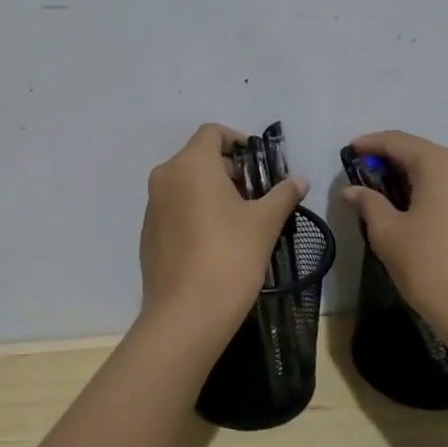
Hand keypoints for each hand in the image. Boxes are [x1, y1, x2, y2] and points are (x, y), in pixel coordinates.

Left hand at [138, 124, 309, 345]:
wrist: (186, 314)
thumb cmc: (230, 256)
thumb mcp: (265, 222)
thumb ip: (282, 194)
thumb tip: (299, 180)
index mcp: (191, 164)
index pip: (212, 132)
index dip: (237, 140)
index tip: (259, 163)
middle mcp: (165, 177)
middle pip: (198, 157)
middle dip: (229, 169)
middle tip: (257, 194)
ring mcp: (152, 206)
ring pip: (185, 183)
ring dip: (212, 191)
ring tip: (240, 219)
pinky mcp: (148, 233)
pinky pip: (174, 208)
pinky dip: (195, 211)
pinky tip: (216, 241)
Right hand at [342, 130, 447, 337]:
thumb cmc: (430, 266)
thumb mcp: (388, 233)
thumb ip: (368, 203)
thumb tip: (352, 190)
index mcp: (440, 163)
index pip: (397, 142)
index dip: (370, 144)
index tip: (348, 151)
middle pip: (420, 153)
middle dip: (390, 160)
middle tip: (362, 174)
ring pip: (438, 171)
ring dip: (410, 177)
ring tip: (383, 192)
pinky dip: (429, 191)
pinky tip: (411, 208)